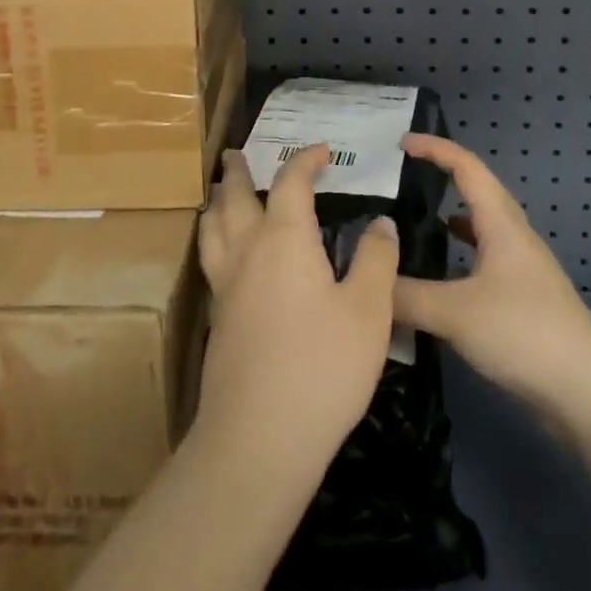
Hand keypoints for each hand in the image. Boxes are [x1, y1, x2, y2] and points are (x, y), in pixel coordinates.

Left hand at [194, 145, 399, 475]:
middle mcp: (248, 250)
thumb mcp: (369, 311)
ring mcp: (225, 285)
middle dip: (238, 171)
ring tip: (219, 192)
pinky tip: (224, 254)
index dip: (306, 159)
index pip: (291, 181)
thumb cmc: (322, 367)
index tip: (322, 151)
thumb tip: (381, 222)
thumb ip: (376, 260)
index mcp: (285, 238)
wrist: (258, 439)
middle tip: (234, 153)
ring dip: (217, 201)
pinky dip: (213, 237)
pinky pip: (210, 258)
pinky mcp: (216, 318)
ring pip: (211, 227)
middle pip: (234, 196)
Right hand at [393, 134, 590, 413]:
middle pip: (473, 191)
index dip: (434, 148)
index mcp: (500, 222)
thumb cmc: (524, 332)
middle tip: (399, 181)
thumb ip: (406, 296)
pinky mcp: (521, 299)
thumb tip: (368, 280)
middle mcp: (511, 235)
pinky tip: (438, 278)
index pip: (465, 166)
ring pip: (478, 228)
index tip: (400, 142)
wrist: (588, 391)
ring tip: (411, 226)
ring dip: (447, 219)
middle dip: (438, 178)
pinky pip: (480, 261)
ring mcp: (519, 268)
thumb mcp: (456, 312)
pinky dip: (456, 258)